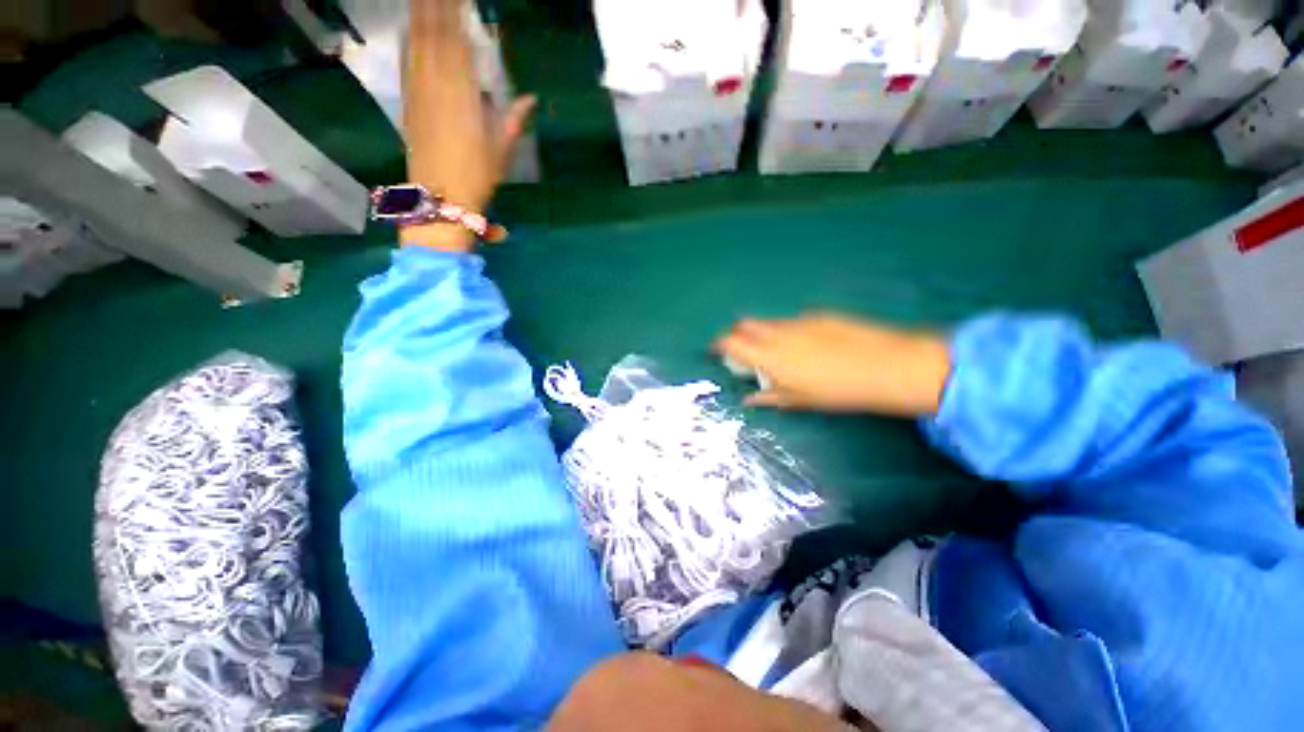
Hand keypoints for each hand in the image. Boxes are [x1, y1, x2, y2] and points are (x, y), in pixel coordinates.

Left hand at [403, 0, 534, 249]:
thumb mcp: (501, 150)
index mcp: (461, 91)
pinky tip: (410, 26)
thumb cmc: (476, 176)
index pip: (456, 38)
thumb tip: (530, 98)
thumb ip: (513, 119)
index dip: (455, 12)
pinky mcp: (407, 100)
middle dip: (437, 7)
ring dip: (421, 14)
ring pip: (417, 40)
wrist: (440, 197)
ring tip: (427, 0)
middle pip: (433, 31)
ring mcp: (417, 89)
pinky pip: (406, 59)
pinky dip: (409, 37)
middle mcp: (435, 82)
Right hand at [712, 313, 951, 416]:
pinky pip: (793, 321)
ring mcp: (798, 321)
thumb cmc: (836, 391)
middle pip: (744, 324)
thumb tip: (747, 399)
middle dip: (738, 334)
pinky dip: (789, 331)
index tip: (719, 351)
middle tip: (746, 349)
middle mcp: (777, 333)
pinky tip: (809, 345)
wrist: (884, 366)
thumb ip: (768, 396)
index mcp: (768, 356)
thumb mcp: (798, 400)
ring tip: (779, 350)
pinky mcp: (818, 315)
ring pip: (769, 322)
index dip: (720, 345)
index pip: (730, 342)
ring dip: (764, 333)